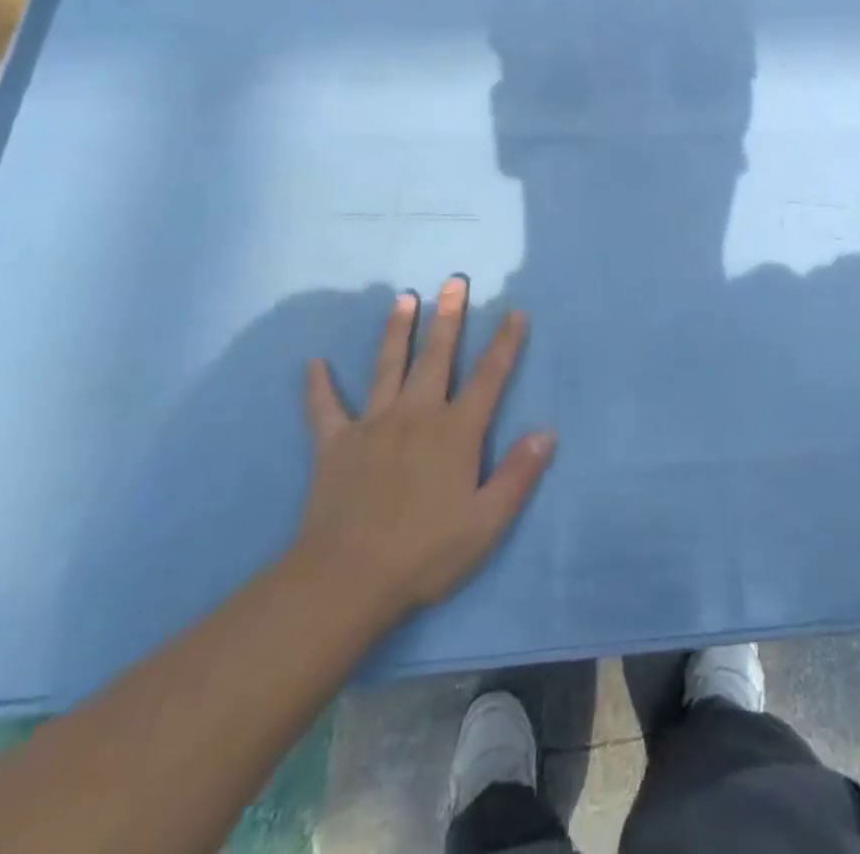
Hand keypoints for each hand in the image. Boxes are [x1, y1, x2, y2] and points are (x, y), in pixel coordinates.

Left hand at [290, 280, 554, 619]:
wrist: (345, 580)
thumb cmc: (424, 552)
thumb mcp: (486, 522)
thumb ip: (518, 474)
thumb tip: (546, 432)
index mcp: (456, 431)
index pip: (488, 377)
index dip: (504, 343)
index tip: (514, 312)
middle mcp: (417, 415)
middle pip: (437, 356)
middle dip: (449, 316)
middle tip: (453, 280)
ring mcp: (372, 424)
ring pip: (388, 366)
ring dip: (398, 330)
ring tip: (404, 298)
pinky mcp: (335, 444)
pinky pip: (325, 408)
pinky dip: (318, 386)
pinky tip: (313, 363)